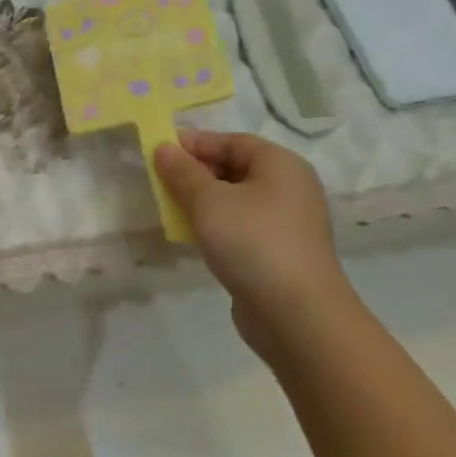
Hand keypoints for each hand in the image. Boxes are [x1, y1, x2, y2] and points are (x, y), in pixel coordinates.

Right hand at [153, 129, 356, 352]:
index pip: (231, 141)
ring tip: (170, 208)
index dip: (194, 143)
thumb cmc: (252, 242)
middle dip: (196, 172)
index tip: (158, 151)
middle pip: (235, 168)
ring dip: (202, 201)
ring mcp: (287, 222)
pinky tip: (193, 236)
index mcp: (280, 164)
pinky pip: (242, 226)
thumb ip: (182, 172)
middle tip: (160, 181)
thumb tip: (164, 148)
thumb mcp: (208, 201)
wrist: (297, 315)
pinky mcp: (280, 252)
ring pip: (236, 199)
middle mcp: (290, 187)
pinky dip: (216, 225)